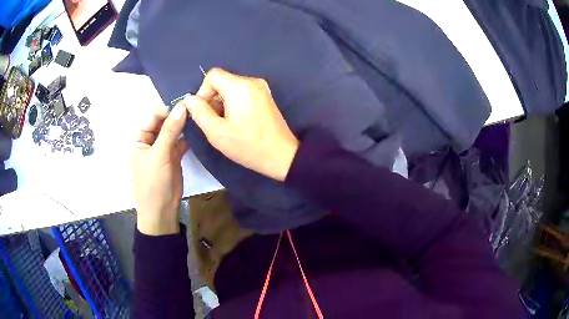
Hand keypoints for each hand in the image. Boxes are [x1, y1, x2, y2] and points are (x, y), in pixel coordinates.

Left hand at [131, 104, 188, 235]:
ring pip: (174, 131)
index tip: (186, 105)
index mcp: (139, 138)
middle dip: (178, 115)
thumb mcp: (159, 155)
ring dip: (184, 125)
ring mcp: (162, 148)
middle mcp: (150, 141)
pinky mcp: (174, 156)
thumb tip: (182, 106)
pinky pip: (181, 142)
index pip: (154, 116)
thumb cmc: (152, 182)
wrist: (161, 211)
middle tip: (197, 106)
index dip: (168, 109)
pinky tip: (199, 129)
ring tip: (200, 114)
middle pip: (164, 122)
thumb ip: (170, 130)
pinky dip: (188, 136)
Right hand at [181, 68, 298, 180]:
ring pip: (231, 87)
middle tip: (214, 122)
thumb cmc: (248, 146)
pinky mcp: (265, 96)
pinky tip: (237, 121)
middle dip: (213, 99)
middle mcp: (252, 81)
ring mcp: (261, 87)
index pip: (212, 75)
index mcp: (240, 86)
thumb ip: (200, 112)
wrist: (282, 156)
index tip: (204, 111)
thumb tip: (189, 99)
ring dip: (223, 103)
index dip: (203, 91)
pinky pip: (242, 92)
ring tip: (226, 124)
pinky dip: (234, 103)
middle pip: (222, 81)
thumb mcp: (217, 133)